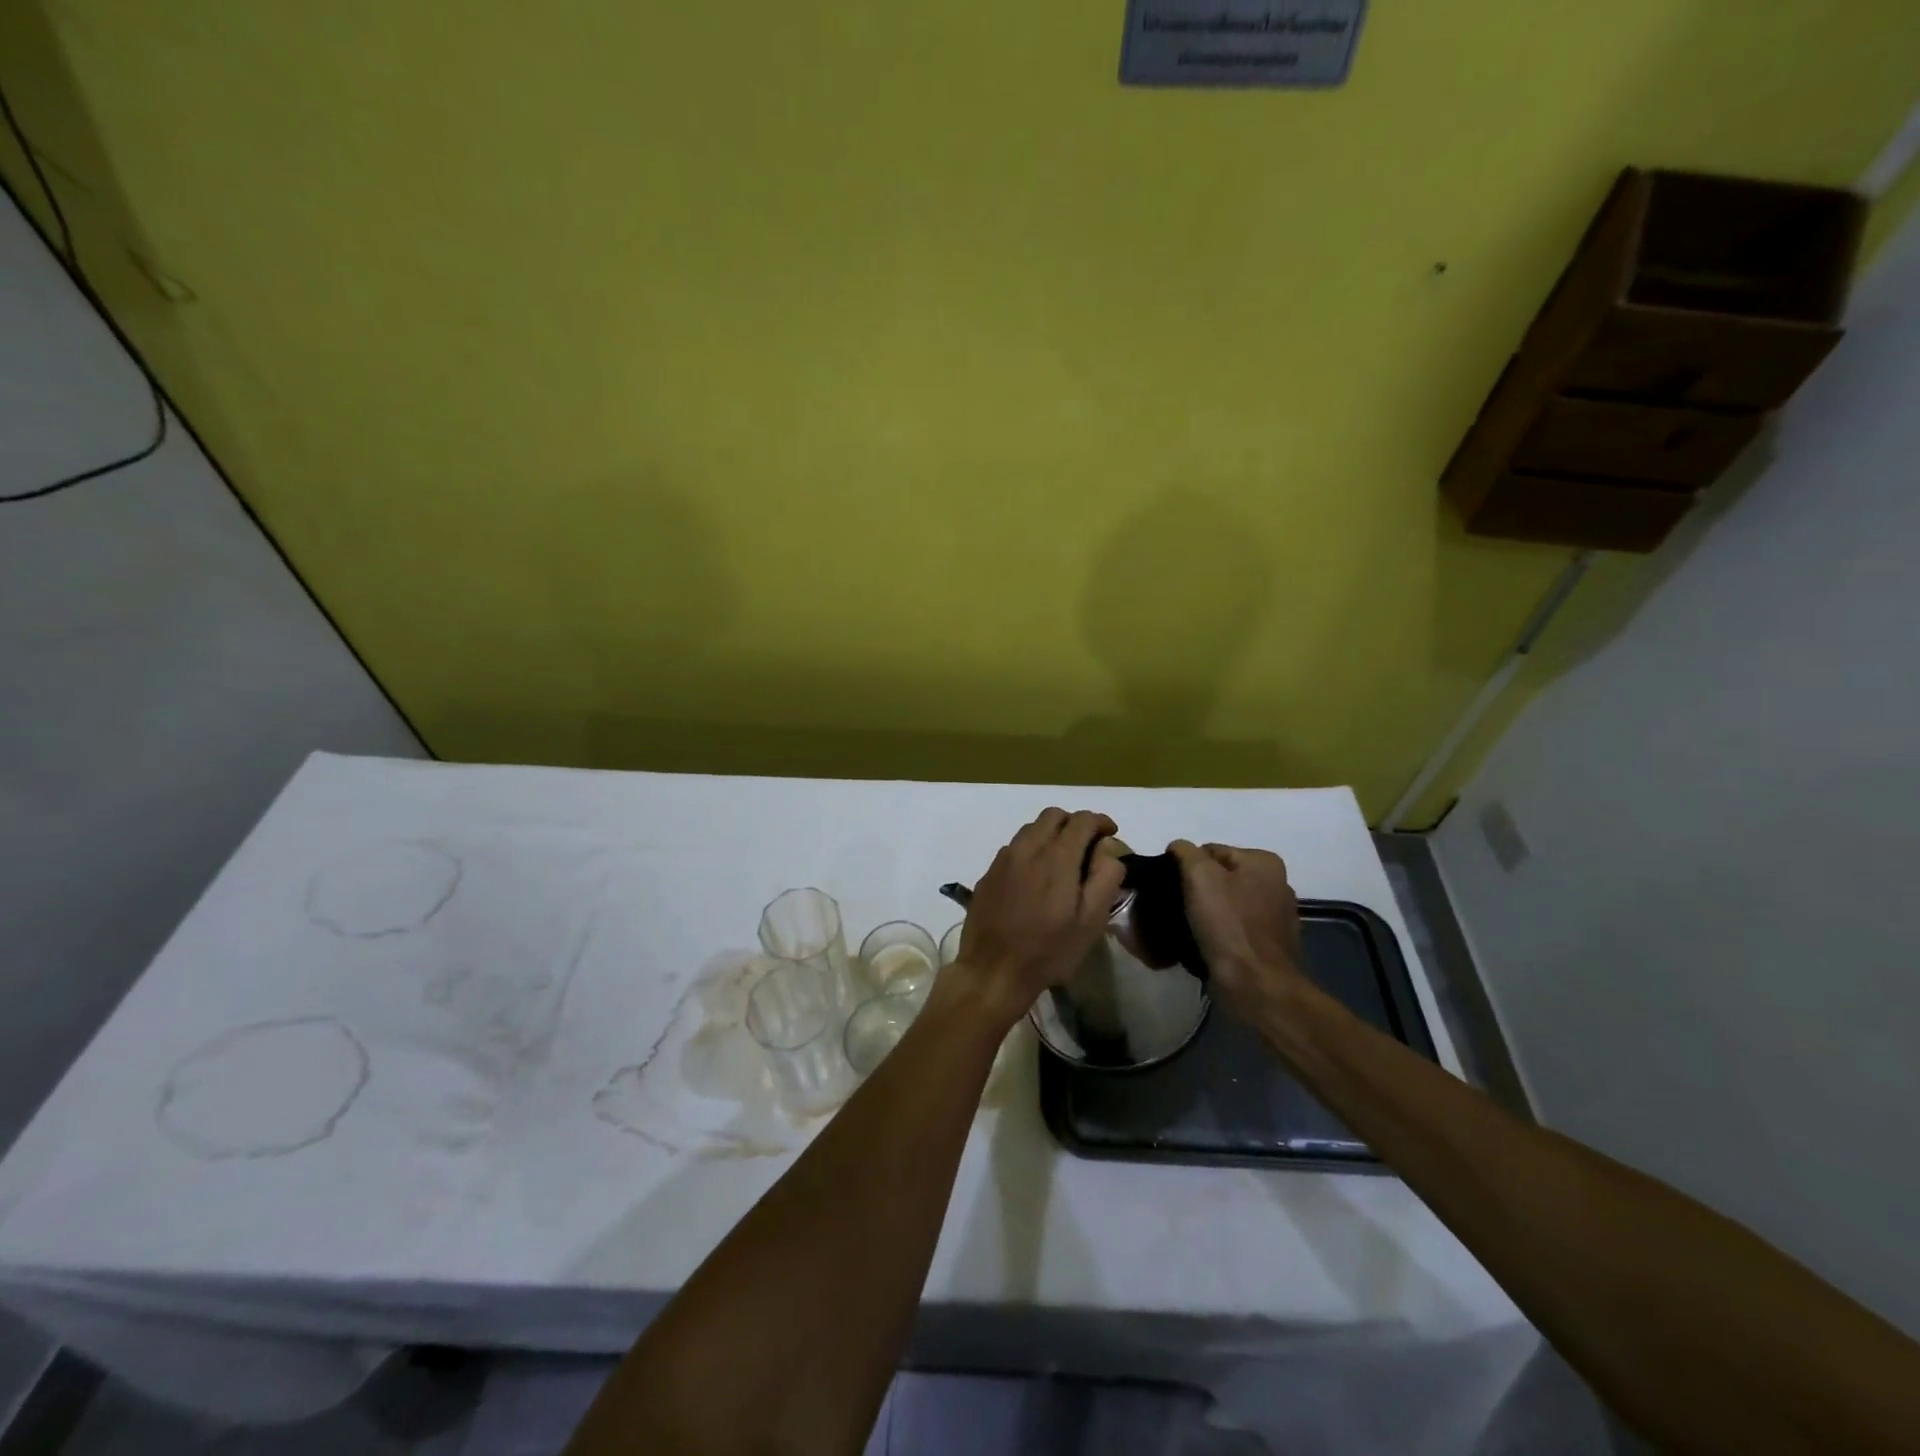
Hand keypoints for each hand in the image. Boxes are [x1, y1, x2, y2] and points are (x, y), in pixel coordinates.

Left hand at [953, 809, 1125, 1030]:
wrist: (993, 971)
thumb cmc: (1048, 950)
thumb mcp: (1090, 921)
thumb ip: (1105, 879)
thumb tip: (1109, 852)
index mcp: (1056, 856)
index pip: (1082, 820)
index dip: (1100, 821)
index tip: (1111, 833)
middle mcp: (1027, 848)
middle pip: (1053, 815)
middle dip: (1075, 822)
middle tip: (1088, 846)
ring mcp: (1003, 859)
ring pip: (1031, 828)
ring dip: (1051, 833)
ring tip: (1062, 860)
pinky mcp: (989, 873)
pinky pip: (1014, 847)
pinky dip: (1031, 849)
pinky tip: (1035, 876)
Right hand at [1167, 840, 1308, 1024]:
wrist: (1256, 986)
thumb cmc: (1228, 925)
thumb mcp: (1199, 876)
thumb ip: (1186, 852)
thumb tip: (1178, 848)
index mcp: (1263, 862)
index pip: (1210, 851)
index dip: (1186, 867)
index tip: (1172, 888)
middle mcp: (1275, 884)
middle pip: (1219, 877)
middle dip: (1196, 890)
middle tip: (1175, 907)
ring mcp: (1274, 916)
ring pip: (1224, 903)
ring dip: (1205, 913)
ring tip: (1185, 927)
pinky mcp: (1268, 944)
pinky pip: (1233, 928)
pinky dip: (1217, 932)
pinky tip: (1203, 943)